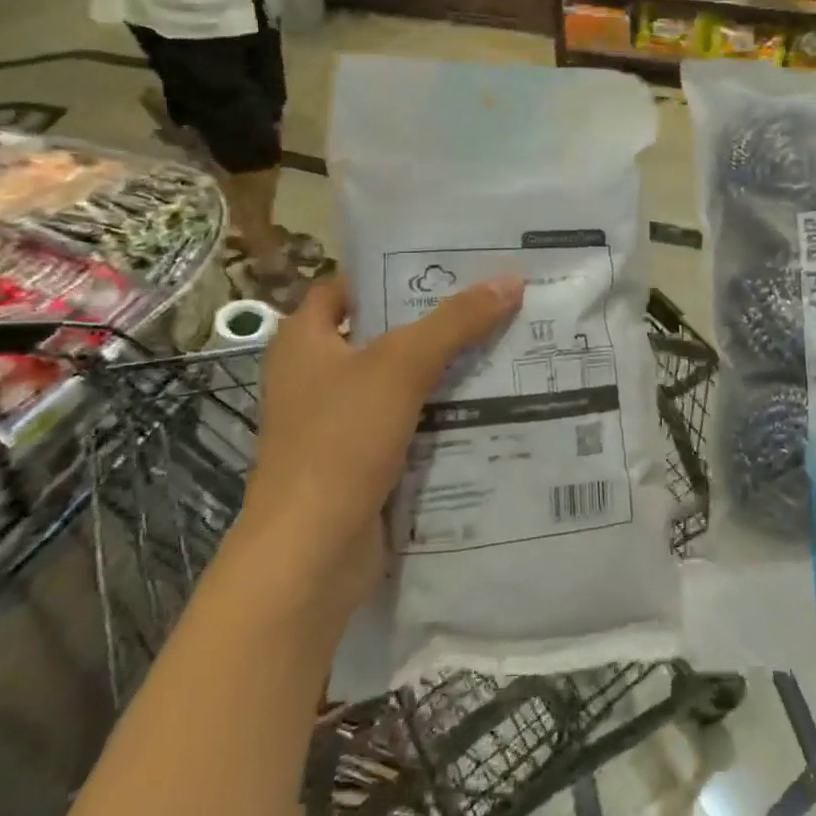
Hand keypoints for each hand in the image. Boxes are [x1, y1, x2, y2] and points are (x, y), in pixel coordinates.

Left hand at [231, 272, 523, 622]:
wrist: (311, 555)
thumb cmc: (340, 440)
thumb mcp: (401, 366)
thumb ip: (456, 321)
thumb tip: (512, 279)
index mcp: (304, 341)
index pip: (348, 286)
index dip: (392, 270)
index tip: (448, 261)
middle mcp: (315, 375)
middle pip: (382, 332)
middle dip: (434, 319)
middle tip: (491, 297)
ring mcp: (337, 422)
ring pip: (399, 380)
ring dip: (444, 367)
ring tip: (503, 340)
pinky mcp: (360, 461)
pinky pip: (407, 422)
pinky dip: (441, 411)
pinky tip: (488, 399)